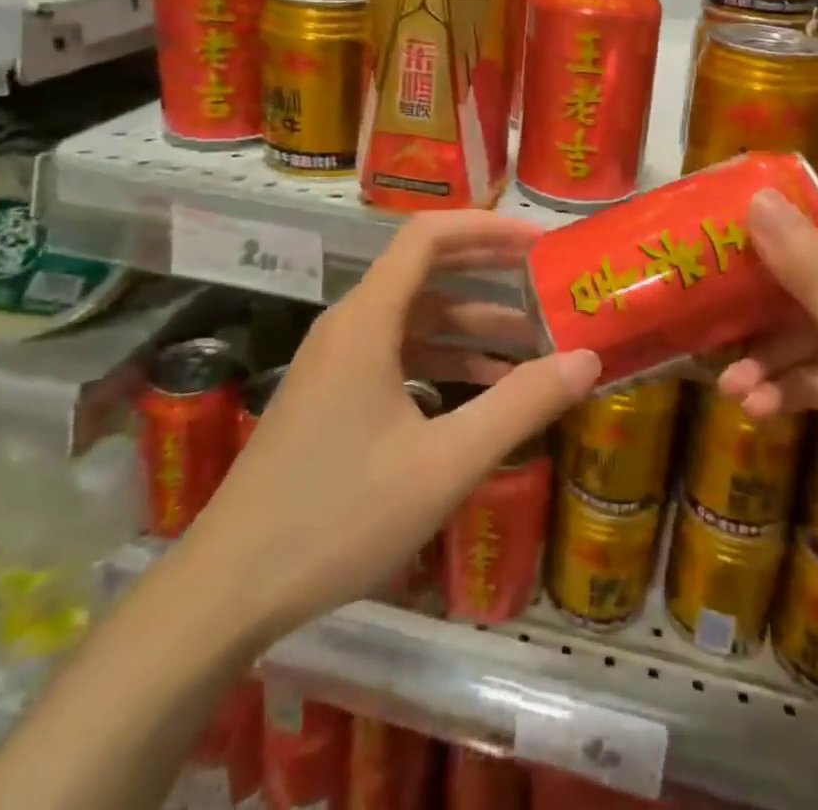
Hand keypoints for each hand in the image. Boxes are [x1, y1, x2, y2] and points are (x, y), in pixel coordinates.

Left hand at [193, 212, 601, 642]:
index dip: (487, 228)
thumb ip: (519, 406)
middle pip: (425, 271)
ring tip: (532, 346)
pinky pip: (398, 355)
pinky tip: (482, 393)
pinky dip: (443, 362)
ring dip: (471, 327)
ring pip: (415, 320)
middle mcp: (350, 325)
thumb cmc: (339, 516)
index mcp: (368, 320)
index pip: (428, 236)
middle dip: (488, 272)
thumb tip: (587, 359)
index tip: (539, 244)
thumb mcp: (444, 464)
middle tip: (546, 282)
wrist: (229, 588)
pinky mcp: (333, 395)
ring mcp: (337, 361)